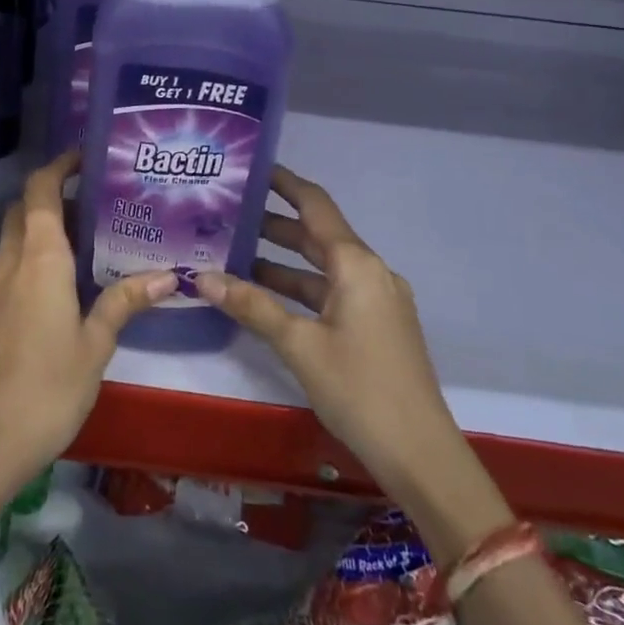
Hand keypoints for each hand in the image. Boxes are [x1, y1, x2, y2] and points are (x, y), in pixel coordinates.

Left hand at [0, 151, 176, 493]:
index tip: (84, 157)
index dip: (58, 166)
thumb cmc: (51, 386)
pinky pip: (4, 266)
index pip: (39, 191)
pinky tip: (52, 286)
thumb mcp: (96, 343)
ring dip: (38, 228)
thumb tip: (168, 274)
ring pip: (11, 238)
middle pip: (22, 209)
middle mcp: (9, 262)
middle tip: (91, 204)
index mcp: (39, 259)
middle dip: (50, 196)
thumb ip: (125, 301)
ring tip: (79, 242)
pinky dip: (26, 257)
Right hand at [199, 166, 450, 499]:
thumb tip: (201, 277)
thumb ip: (251, 305)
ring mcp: (377, 300)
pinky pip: (332, 291)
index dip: (284, 183)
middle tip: (228, 214)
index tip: (252, 169)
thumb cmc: (359, 389)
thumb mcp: (299, 345)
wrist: (422, 455)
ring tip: (235, 253)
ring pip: (322, 267)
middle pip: (317, 235)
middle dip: (274, 224)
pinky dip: (300, 288)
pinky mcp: (377, 326)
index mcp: (355, 264)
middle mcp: (370, 272)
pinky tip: (267, 297)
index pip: (315, 205)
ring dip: (284, 260)